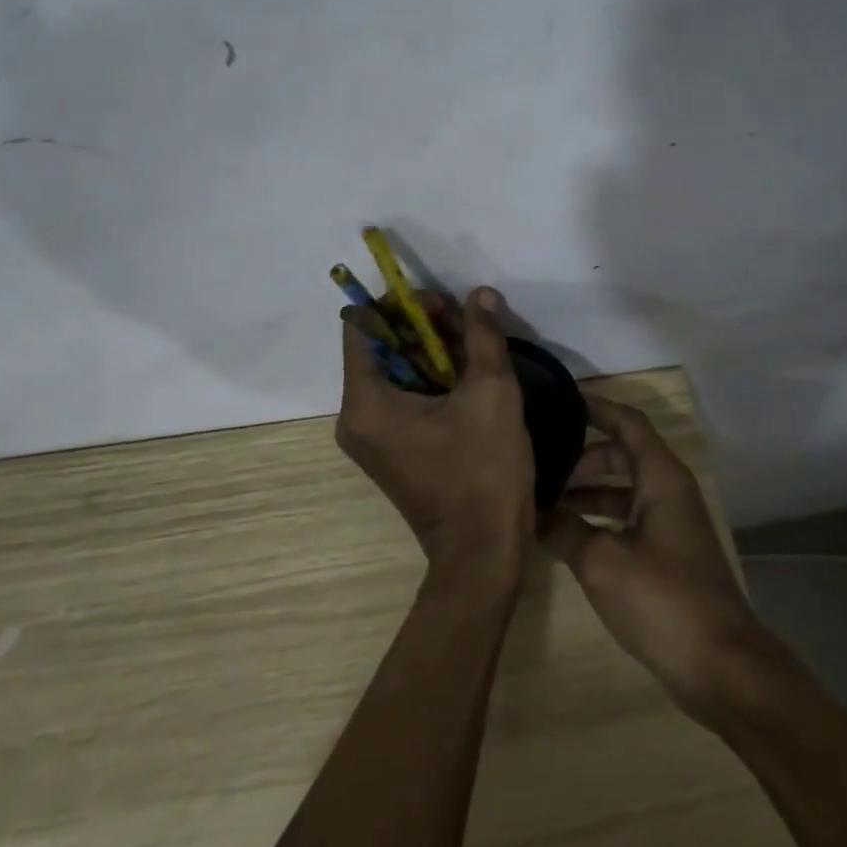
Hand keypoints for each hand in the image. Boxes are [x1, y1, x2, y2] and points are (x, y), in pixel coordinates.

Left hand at [334, 287, 534, 583]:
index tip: (444, 306)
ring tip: (475, 349)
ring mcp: (370, 437)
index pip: (362, 325)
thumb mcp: (491, 392)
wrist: (484, 552)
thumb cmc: (484, 470)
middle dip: (424, 327)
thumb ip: (483, 335)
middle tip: (468, 325)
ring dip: (432, 351)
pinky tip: (467, 377)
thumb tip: (479, 294)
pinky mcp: (389, 450)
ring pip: (394, 371)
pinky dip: (430, 379)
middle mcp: (355, 417)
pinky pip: (401, 398)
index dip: (401, 305)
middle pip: (380, 346)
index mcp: (365, 401)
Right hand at [543, 396, 769, 720]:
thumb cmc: (664, 599)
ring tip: (544, 500)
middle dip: (581, 457)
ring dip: (588, 491)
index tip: (559, 399)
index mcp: (661, 477)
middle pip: (622, 455)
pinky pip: (628, 518)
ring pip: (624, 489)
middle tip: (539, 464)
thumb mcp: (602, 562)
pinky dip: (599, 518)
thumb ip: (565, 530)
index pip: (627, 422)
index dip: (595, 406)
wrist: (721, 666)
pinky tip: (568, 536)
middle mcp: (669, 491)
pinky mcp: (669, 553)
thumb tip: (532, 514)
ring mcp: (671, 523)